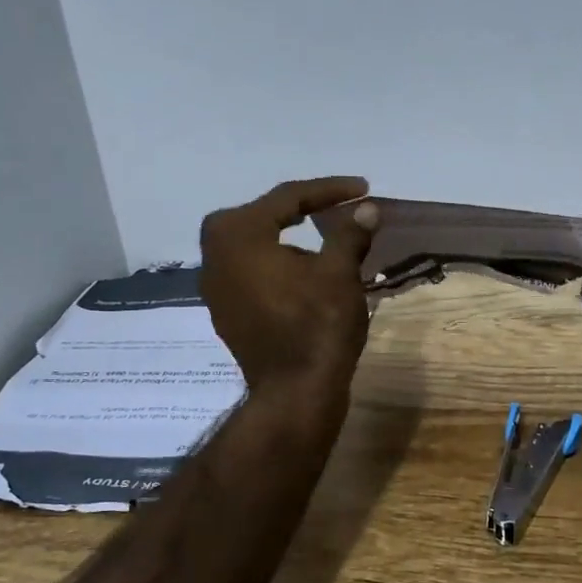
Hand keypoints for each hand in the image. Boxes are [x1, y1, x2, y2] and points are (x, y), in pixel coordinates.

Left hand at [200, 177, 379, 404]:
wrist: (295, 393)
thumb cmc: (317, 325)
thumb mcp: (340, 273)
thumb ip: (349, 234)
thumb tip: (367, 209)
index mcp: (237, 234)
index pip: (288, 198)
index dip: (330, 191)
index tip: (363, 189)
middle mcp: (214, 255)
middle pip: (263, 217)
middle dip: (302, 211)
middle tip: (336, 209)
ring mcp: (216, 287)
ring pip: (256, 246)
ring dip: (289, 239)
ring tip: (326, 242)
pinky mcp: (226, 312)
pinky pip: (252, 273)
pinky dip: (278, 266)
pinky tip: (305, 275)